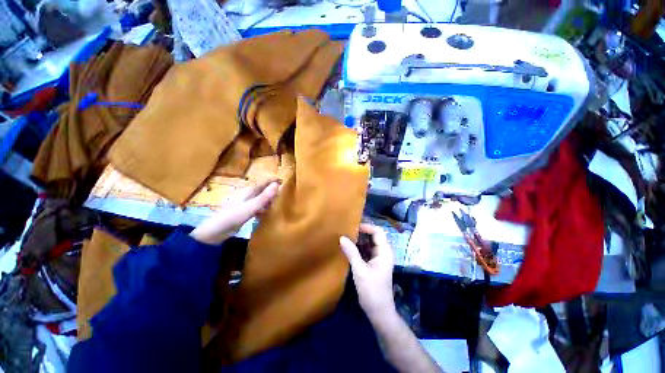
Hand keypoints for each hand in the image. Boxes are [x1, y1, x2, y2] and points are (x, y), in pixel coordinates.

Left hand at [190, 180, 279, 244]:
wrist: (215, 231)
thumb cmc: (233, 216)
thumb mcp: (251, 206)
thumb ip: (264, 196)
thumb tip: (277, 184)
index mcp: (248, 191)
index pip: (263, 183)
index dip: (273, 181)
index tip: (285, 181)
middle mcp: (247, 195)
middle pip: (262, 190)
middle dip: (273, 191)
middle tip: (285, 195)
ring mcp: (245, 204)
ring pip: (260, 199)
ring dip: (269, 201)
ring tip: (279, 205)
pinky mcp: (243, 212)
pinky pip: (257, 207)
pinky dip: (264, 208)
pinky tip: (268, 214)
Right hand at [340, 224, 395, 319]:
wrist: (379, 312)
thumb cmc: (372, 290)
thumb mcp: (360, 270)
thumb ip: (351, 253)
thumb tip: (342, 237)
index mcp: (384, 251)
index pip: (378, 232)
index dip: (366, 227)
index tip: (353, 227)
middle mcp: (383, 252)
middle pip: (374, 236)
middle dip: (361, 232)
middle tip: (347, 231)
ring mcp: (378, 258)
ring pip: (369, 243)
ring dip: (359, 240)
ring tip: (346, 237)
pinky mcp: (373, 264)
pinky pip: (366, 251)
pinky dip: (358, 248)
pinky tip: (348, 247)